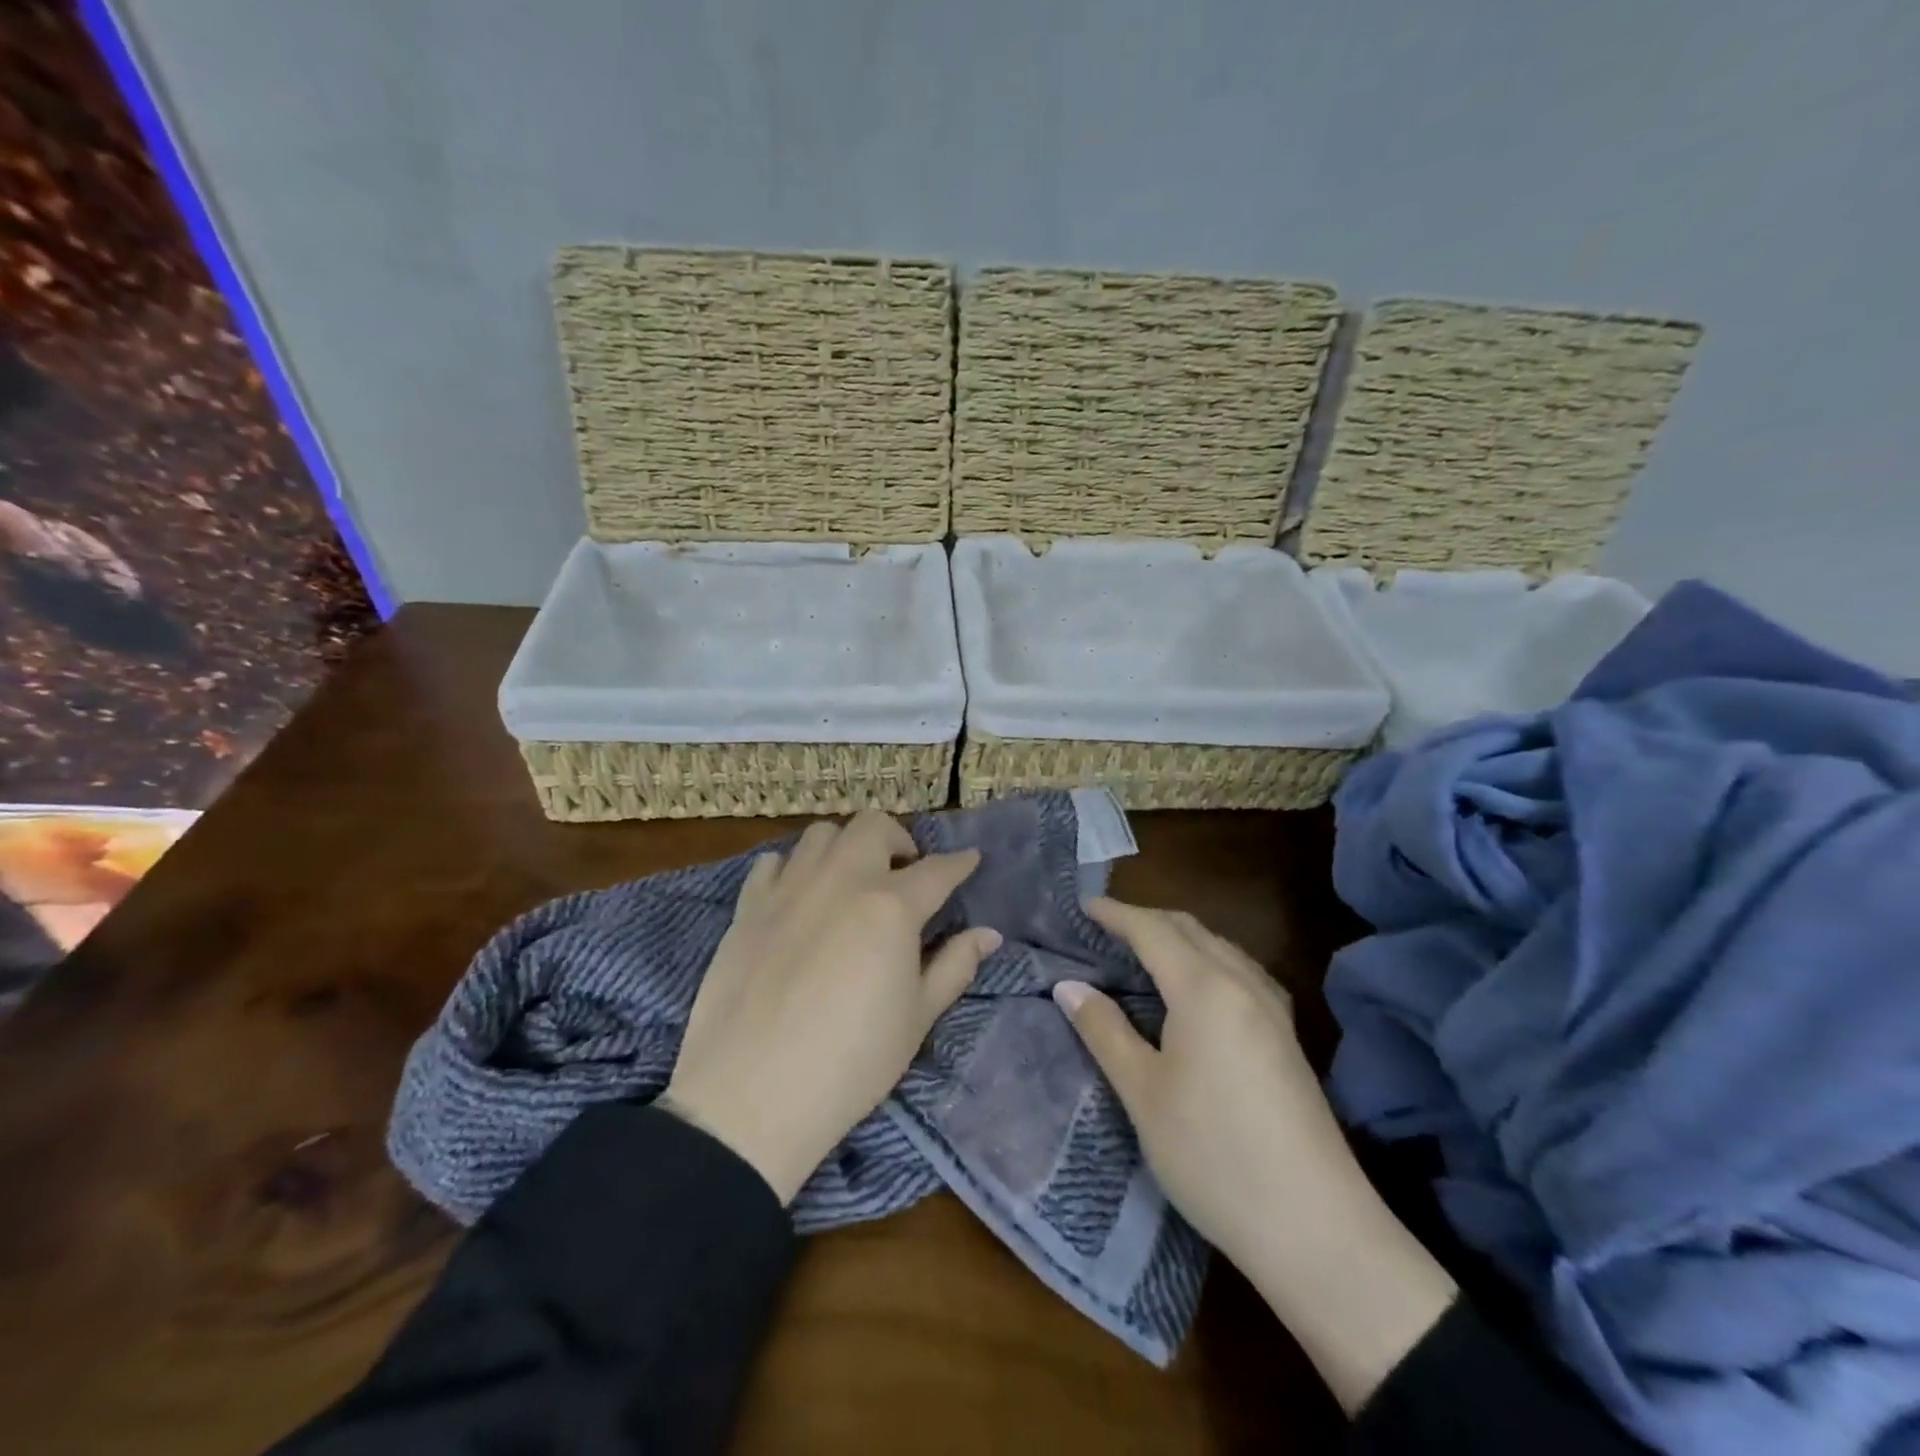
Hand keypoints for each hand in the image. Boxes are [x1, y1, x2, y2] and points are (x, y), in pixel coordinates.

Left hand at [663, 810, 999, 1205]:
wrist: (751, 1095)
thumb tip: (988, 934)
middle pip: (874, 826)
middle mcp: (841, 880)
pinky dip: (794, 868)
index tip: (970, 859)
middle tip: (905, 872)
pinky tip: (799, 897)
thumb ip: (954, 966)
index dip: (959, 863)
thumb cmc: (851, 1062)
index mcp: (891, 906)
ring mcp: (789, 888)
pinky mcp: (748, 907)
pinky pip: (773, 863)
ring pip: (821, 834)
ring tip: (852, 879)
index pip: (937, 870)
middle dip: (899, 838)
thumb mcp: (917, 1018)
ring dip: (846, 846)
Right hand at [1053, 898, 1353, 1269]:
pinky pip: (1241, 971)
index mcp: (1204, 988)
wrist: (1315, 1227)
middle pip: (1191, 929)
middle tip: (1106, 926)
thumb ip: (1104, 1030)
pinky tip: (1199, 988)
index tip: (1083, 906)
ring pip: (1220, 947)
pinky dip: (1208, 960)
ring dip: (1180, 937)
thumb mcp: (1143, 1092)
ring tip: (1145, 951)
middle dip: (1147, 919)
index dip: (1116, 914)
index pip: (1152, 930)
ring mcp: (1273, 1010)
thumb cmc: (1212, 1154)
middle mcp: (1243, 984)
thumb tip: (1069, 986)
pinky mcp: (1288, 1036)